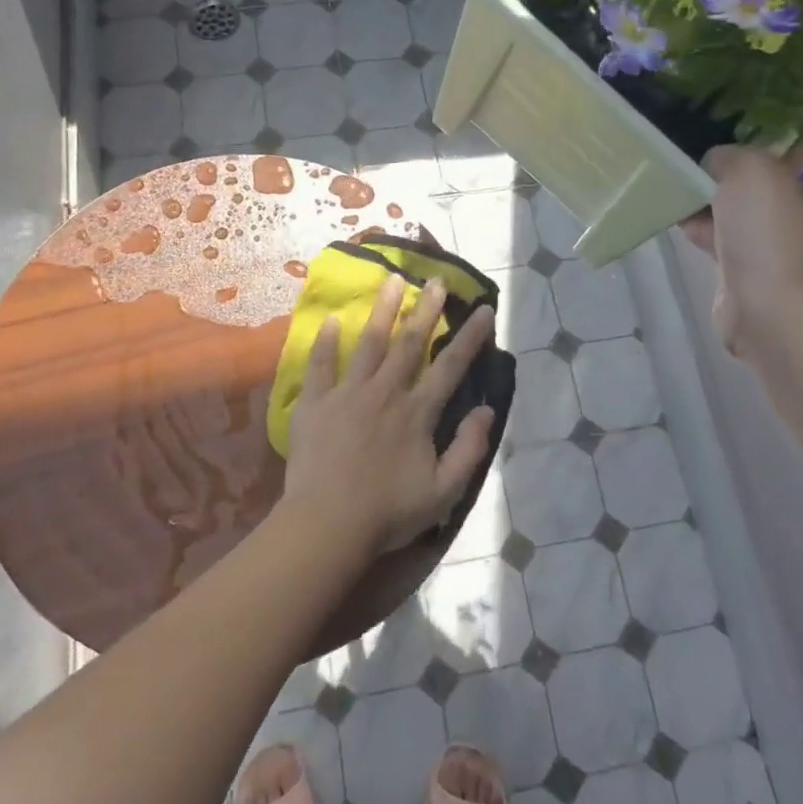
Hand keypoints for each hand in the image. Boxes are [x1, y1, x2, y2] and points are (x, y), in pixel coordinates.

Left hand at [280, 274, 498, 556]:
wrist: (327, 524)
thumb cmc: (388, 512)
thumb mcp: (444, 492)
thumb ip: (469, 449)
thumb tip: (487, 410)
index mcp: (417, 413)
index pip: (450, 366)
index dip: (469, 337)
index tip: (482, 309)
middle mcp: (385, 392)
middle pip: (409, 343)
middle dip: (425, 309)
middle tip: (434, 278)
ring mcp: (347, 394)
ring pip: (368, 343)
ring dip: (382, 310)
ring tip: (391, 280)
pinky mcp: (316, 403)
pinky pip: (320, 365)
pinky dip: (325, 342)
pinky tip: (330, 320)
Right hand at [680, 143, 802, 354]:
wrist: (770, 311)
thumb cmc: (772, 233)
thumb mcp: (752, 169)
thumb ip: (729, 155)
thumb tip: (713, 165)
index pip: (794, 148)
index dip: (760, 138)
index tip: (724, 135)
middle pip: (758, 180)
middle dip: (724, 172)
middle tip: (694, 165)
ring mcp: (776, 245)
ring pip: (735, 210)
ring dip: (706, 201)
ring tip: (678, 191)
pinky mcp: (747, 271)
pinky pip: (720, 239)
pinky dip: (700, 230)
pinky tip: (677, 221)